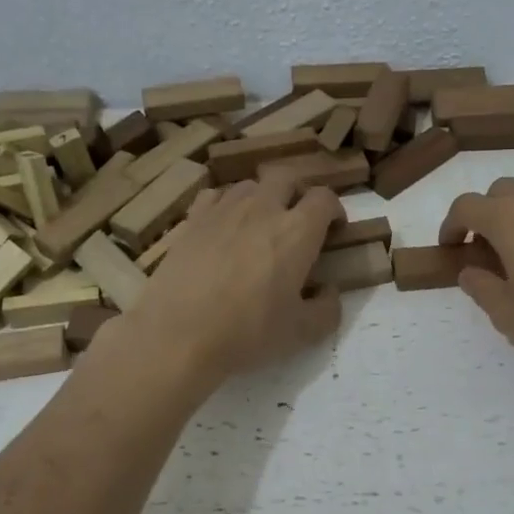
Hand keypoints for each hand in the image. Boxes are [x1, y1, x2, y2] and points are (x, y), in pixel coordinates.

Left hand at [123, 177, 343, 384]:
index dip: (334, 210)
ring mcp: (223, 210)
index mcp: (296, 232)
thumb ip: (327, 310)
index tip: (334, 230)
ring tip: (260, 225)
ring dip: (263, 198)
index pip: (324, 199)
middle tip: (298, 221)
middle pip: (287, 178)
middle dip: (299, 193)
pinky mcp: (192, 220)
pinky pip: (215, 195)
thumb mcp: (301, 333)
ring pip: (250, 185)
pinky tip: (225, 226)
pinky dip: (227, 204)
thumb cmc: (248, 333)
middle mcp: (262, 209)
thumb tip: (330, 291)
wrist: (179, 335)